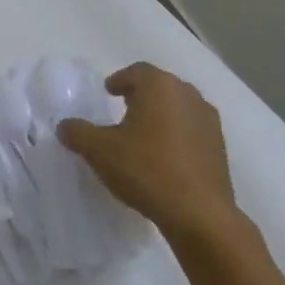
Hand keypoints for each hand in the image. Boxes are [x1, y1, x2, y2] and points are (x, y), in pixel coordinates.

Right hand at [56, 63, 238, 242]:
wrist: (199, 213)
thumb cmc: (146, 169)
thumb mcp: (99, 150)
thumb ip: (77, 132)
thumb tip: (65, 126)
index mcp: (160, 87)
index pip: (137, 71)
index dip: (120, 79)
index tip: (108, 92)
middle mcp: (188, 96)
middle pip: (161, 86)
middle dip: (141, 95)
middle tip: (122, 109)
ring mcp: (209, 122)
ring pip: (179, 107)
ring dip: (160, 114)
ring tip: (141, 134)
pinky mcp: (219, 147)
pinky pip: (191, 129)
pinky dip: (176, 134)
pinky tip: (162, 156)